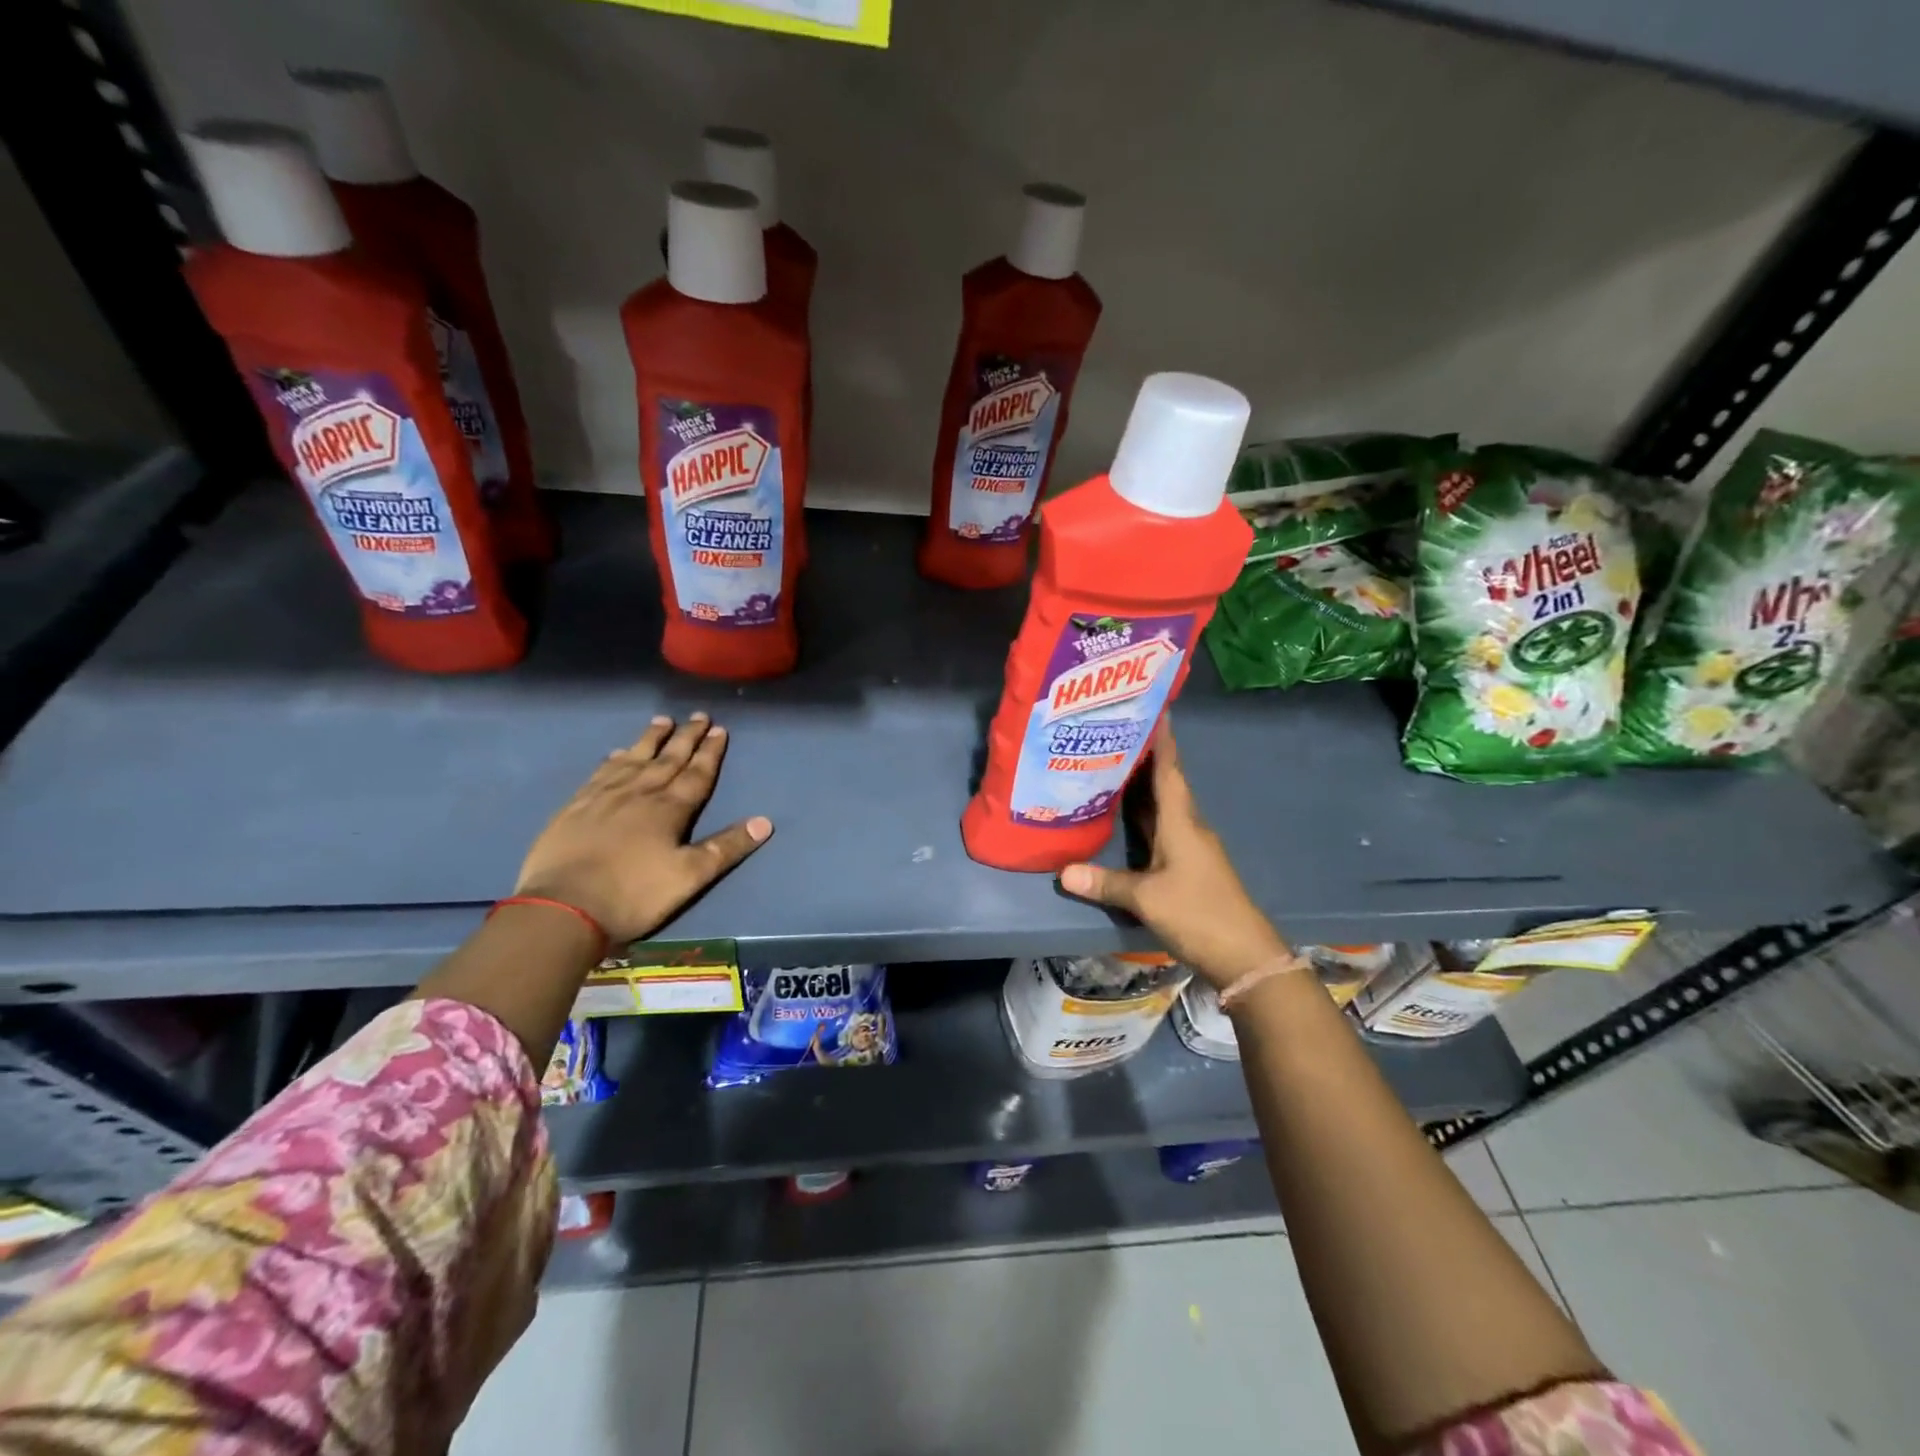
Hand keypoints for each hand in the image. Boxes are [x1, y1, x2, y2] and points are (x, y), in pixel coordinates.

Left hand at [514, 713, 771, 944]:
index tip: (720, 730)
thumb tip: (765, 822)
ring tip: (662, 721)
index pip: (696, 774)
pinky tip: (617, 753)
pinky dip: (613, 760)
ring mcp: (604, 797)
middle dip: (686, 737)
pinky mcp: (575, 807)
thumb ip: (726, 847)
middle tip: (698, 715)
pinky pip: (600, 774)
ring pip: (633, 759)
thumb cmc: (634, 895)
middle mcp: (639, 793)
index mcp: (670, 810)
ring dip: (651, 740)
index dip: (710, 752)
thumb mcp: (690, 877)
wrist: (563, 908)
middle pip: (667, 759)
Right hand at [1058, 718, 1289, 987]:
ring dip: (1142, 786)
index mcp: (1181, 822)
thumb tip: (1062, 872)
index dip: (1161, 740)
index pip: (1169, 770)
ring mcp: (1190, 847)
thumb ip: (1106, 882)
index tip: (1152, 708)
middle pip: (1164, 783)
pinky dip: (1143, 815)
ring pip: (1162, 806)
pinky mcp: (1187, 866)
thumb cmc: (1198, 913)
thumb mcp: (1147, 898)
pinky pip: (1161, 828)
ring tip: (1111, 764)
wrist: (1243, 954)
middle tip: (1113, 732)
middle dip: (1143, 757)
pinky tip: (1123, 815)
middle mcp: (1187, 826)